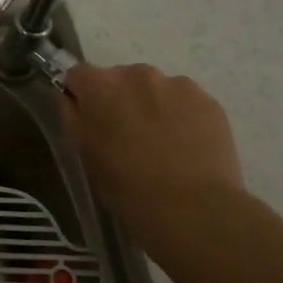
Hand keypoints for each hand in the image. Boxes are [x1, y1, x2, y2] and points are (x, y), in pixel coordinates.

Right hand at [61, 63, 245, 262]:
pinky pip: (185, 101)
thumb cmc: (127, 186)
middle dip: (119, 100)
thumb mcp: (85, 154)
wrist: (194, 208)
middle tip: (127, 137)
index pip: (78, 75)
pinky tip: (186, 147)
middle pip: (119, 78)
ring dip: (152, 106)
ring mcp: (177, 84)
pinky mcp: (208, 100)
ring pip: (155, 88)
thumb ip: (74, 117)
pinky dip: (182, 116)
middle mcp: (137, 74)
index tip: (89, 121)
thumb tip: (75, 100)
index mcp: (100, 85)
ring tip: (162, 144)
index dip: (81, 96)